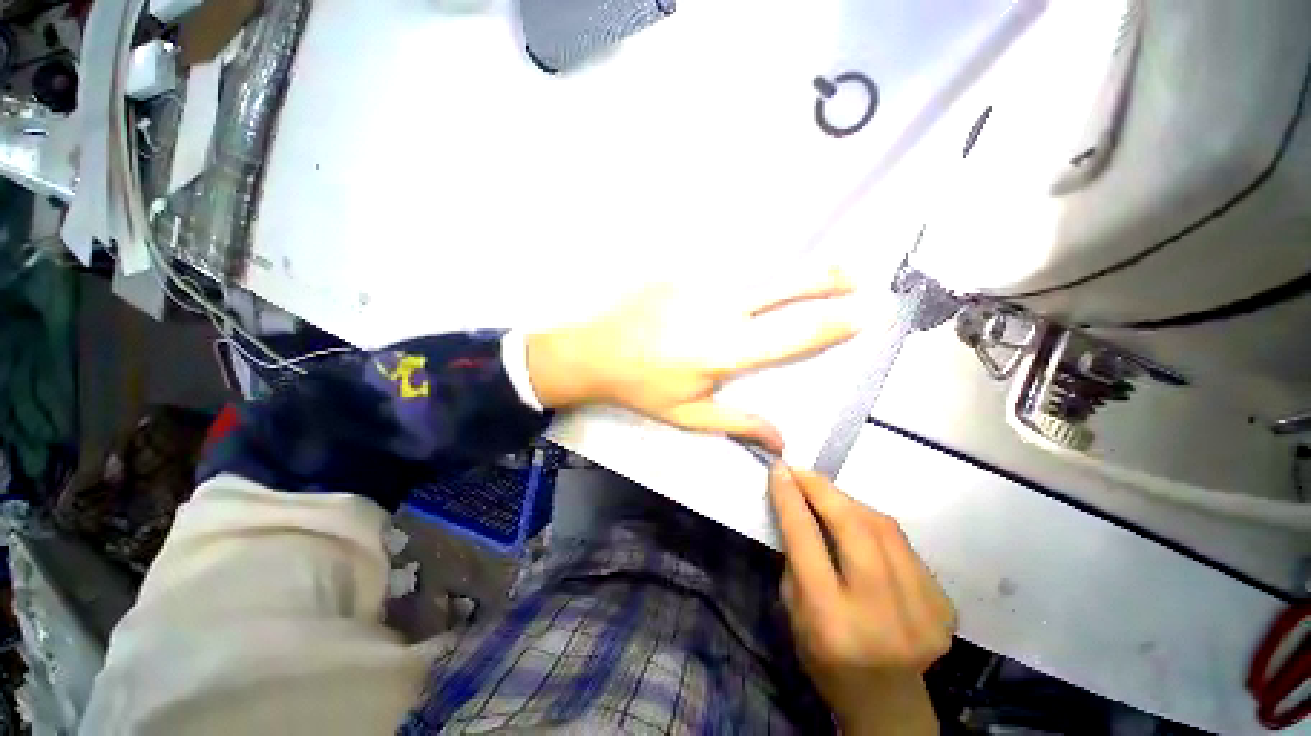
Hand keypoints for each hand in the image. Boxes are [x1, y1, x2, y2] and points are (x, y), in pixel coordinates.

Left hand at [525, 268, 857, 451]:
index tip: (864, 314)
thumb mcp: (688, 414)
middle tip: (851, 278)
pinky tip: (749, 280)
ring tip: (811, 277)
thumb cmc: (641, 387)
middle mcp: (719, 310)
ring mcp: (697, 283)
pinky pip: (725, 265)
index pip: (792, 336)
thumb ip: (739, 425)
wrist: (592, 350)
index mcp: (724, 351)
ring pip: (757, 268)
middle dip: (823, 278)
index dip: (832, 324)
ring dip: (787, 273)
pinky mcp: (680, 269)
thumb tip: (782, 443)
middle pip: (783, 285)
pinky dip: (747, 271)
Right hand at [769, 465, 956, 734]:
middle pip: (853, 527)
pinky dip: (876, 526)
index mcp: (831, 620)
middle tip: (803, 472)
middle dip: (823, 490)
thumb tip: (796, 503)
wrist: (887, 702)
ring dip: (849, 502)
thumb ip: (796, 556)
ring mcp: (922, 609)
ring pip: (883, 528)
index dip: (791, 498)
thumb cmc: (824, 657)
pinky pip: (903, 545)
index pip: (807, 541)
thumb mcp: (792, 609)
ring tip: (827, 494)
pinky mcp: (944, 605)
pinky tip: (860, 526)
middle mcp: (880, 613)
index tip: (780, 469)